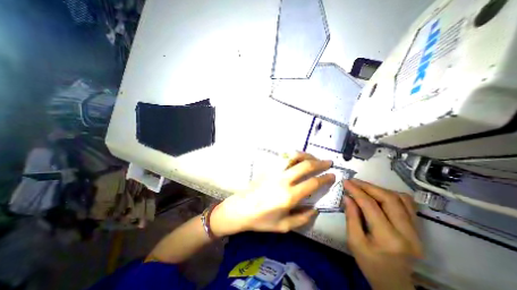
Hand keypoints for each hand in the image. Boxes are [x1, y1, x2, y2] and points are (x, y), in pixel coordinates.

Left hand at [209, 152, 335, 234]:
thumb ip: (302, 218)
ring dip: (306, 155)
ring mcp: (274, 172)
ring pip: (293, 157)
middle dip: (320, 163)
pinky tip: (297, 158)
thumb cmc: (261, 220)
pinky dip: (293, 155)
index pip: (313, 183)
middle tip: (328, 162)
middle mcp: (283, 180)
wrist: (241, 208)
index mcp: (289, 196)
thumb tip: (315, 208)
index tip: (333, 175)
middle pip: (306, 165)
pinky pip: (283, 157)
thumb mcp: (283, 226)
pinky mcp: (268, 168)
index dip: (325, 178)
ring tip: (314, 158)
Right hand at [342, 179, 423, 289]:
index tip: (346, 182)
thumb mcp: (354, 241)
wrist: (394, 282)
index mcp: (388, 239)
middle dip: (368, 186)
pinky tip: (379, 194)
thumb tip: (347, 197)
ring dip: (380, 189)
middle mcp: (408, 233)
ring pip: (401, 199)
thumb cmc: (369, 263)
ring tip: (364, 187)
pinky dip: (392, 195)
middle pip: (389, 199)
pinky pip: (408, 205)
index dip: (357, 191)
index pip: (371, 206)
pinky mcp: (418, 230)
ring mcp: (417, 232)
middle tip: (354, 181)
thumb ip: (351, 217)